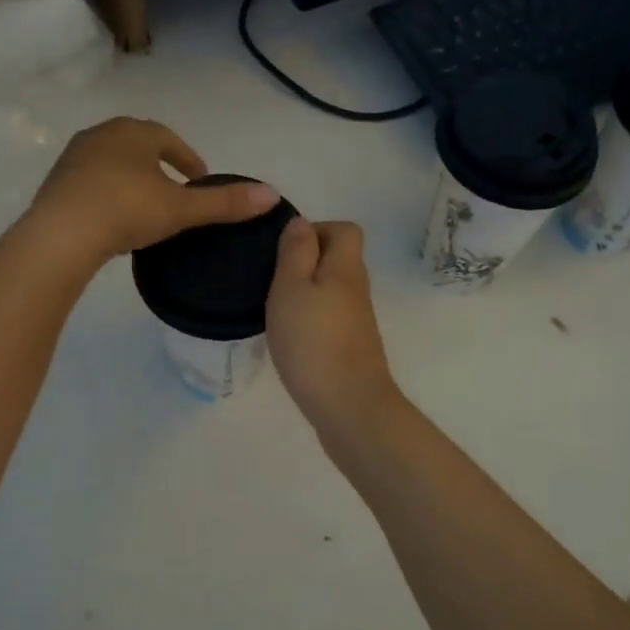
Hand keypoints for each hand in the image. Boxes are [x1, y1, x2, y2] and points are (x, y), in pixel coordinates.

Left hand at [27, 117, 279, 265]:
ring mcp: (74, 157)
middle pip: (139, 146)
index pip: (169, 139)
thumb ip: (224, 203)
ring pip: (113, 163)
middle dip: (160, 166)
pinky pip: (91, 182)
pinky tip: (114, 219)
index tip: (200, 180)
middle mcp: (101, 134)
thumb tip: (272, 196)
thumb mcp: (181, 209)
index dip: (189, 159)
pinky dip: (108, 193)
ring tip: (146, 207)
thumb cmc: (126, 211)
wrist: (61, 235)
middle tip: (176, 192)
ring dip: (132, 179)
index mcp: (133, 132)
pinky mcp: (56, 182)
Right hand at [266, 218, 401, 434]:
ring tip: (274, 309)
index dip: (316, 230)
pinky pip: (329, 318)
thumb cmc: (313, 342)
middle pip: (338, 259)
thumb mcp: (292, 288)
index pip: (345, 229)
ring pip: (332, 290)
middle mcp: (357, 289)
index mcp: (345, 268)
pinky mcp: (351, 348)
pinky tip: (289, 337)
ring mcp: (357, 321)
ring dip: (305, 293)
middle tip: (271, 281)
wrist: (349, 407)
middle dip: (305, 263)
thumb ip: (295, 252)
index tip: (283, 250)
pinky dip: (310, 319)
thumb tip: (301, 222)